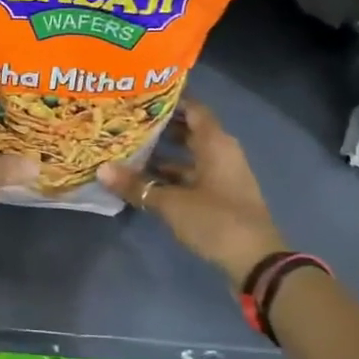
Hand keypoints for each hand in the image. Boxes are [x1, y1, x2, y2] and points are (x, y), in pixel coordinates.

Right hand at [98, 101, 287, 283]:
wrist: (257, 262)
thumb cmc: (216, 220)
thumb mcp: (171, 203)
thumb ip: (137, 185)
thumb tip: (101, 170)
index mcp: (216, 143)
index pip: (193, 108)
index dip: (169, 100)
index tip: (140, 96)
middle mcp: (221, 153)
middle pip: (189, 131)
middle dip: (160, 127)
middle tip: (126, 122)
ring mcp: (222, 176)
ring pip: (189, 156)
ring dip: (163, 155)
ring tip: (129, 150)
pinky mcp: (220, 197)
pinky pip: (192, 176)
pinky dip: (171, 176)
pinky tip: (145, 181)